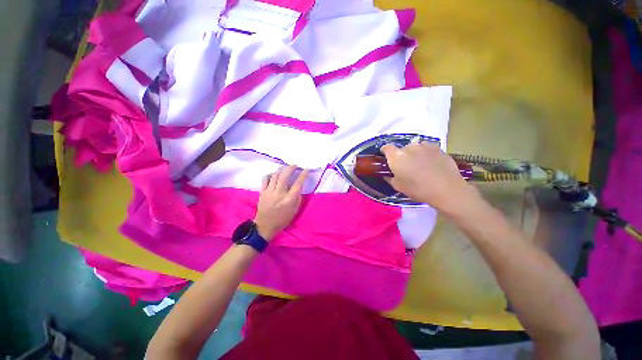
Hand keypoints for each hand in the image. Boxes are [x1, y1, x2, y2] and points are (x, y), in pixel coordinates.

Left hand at [254, 165, 309, 240]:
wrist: (266, 225)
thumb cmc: (283, 219)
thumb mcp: (295, 209)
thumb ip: (298, 196)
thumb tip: (299, 185)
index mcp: (289, 199)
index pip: (298, 183)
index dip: (304, 174)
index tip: (307, 169)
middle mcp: (279, 193)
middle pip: (285, 175)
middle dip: (291, 167)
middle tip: (295, 166)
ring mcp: (269, 191)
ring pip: (275, 174)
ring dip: (282, 169)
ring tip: (286, 168)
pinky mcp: (262, 191)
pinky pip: (266, 178)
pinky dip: (271, 174)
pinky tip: (275, 174)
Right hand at [380, 143, 479, 214]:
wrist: (447, 190)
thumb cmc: (418, 189)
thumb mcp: (399, 187)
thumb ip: (390, 178)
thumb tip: (388, 174)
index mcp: (397, 157)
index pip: (386, 147)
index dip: (385, 151)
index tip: (386, 157)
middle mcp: (409, 147)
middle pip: (402, 149)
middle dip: (402, 156)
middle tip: (407, 167)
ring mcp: (425, 146)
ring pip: (415, 148)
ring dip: (414, 155)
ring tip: (421, 166)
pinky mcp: (438, 148)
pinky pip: (427, 149)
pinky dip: (426, 155)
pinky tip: (431, 165)